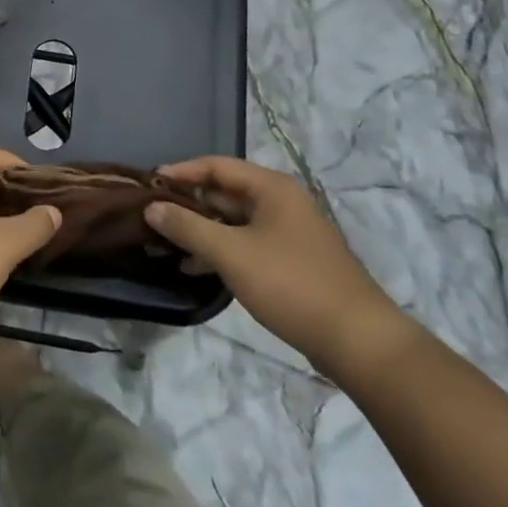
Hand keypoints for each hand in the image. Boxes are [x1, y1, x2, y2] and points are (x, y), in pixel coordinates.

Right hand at [145, 157, 413, 379]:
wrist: (358, 341)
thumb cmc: (291, 284)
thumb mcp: (231, 253)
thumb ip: (188, 227)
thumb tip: (151, 207)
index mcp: (271, 188)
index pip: (216, 166)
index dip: (181, 172)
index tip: (149, 185)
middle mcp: (281, 203)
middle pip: (224, 193)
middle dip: (188, 205)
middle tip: (152, 216)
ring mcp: (288, 234)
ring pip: (233, 222)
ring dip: (200, 231)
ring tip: (164, 245)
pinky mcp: (291, 263)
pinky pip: (245, 246)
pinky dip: (219, 252)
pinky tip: (194, 269)